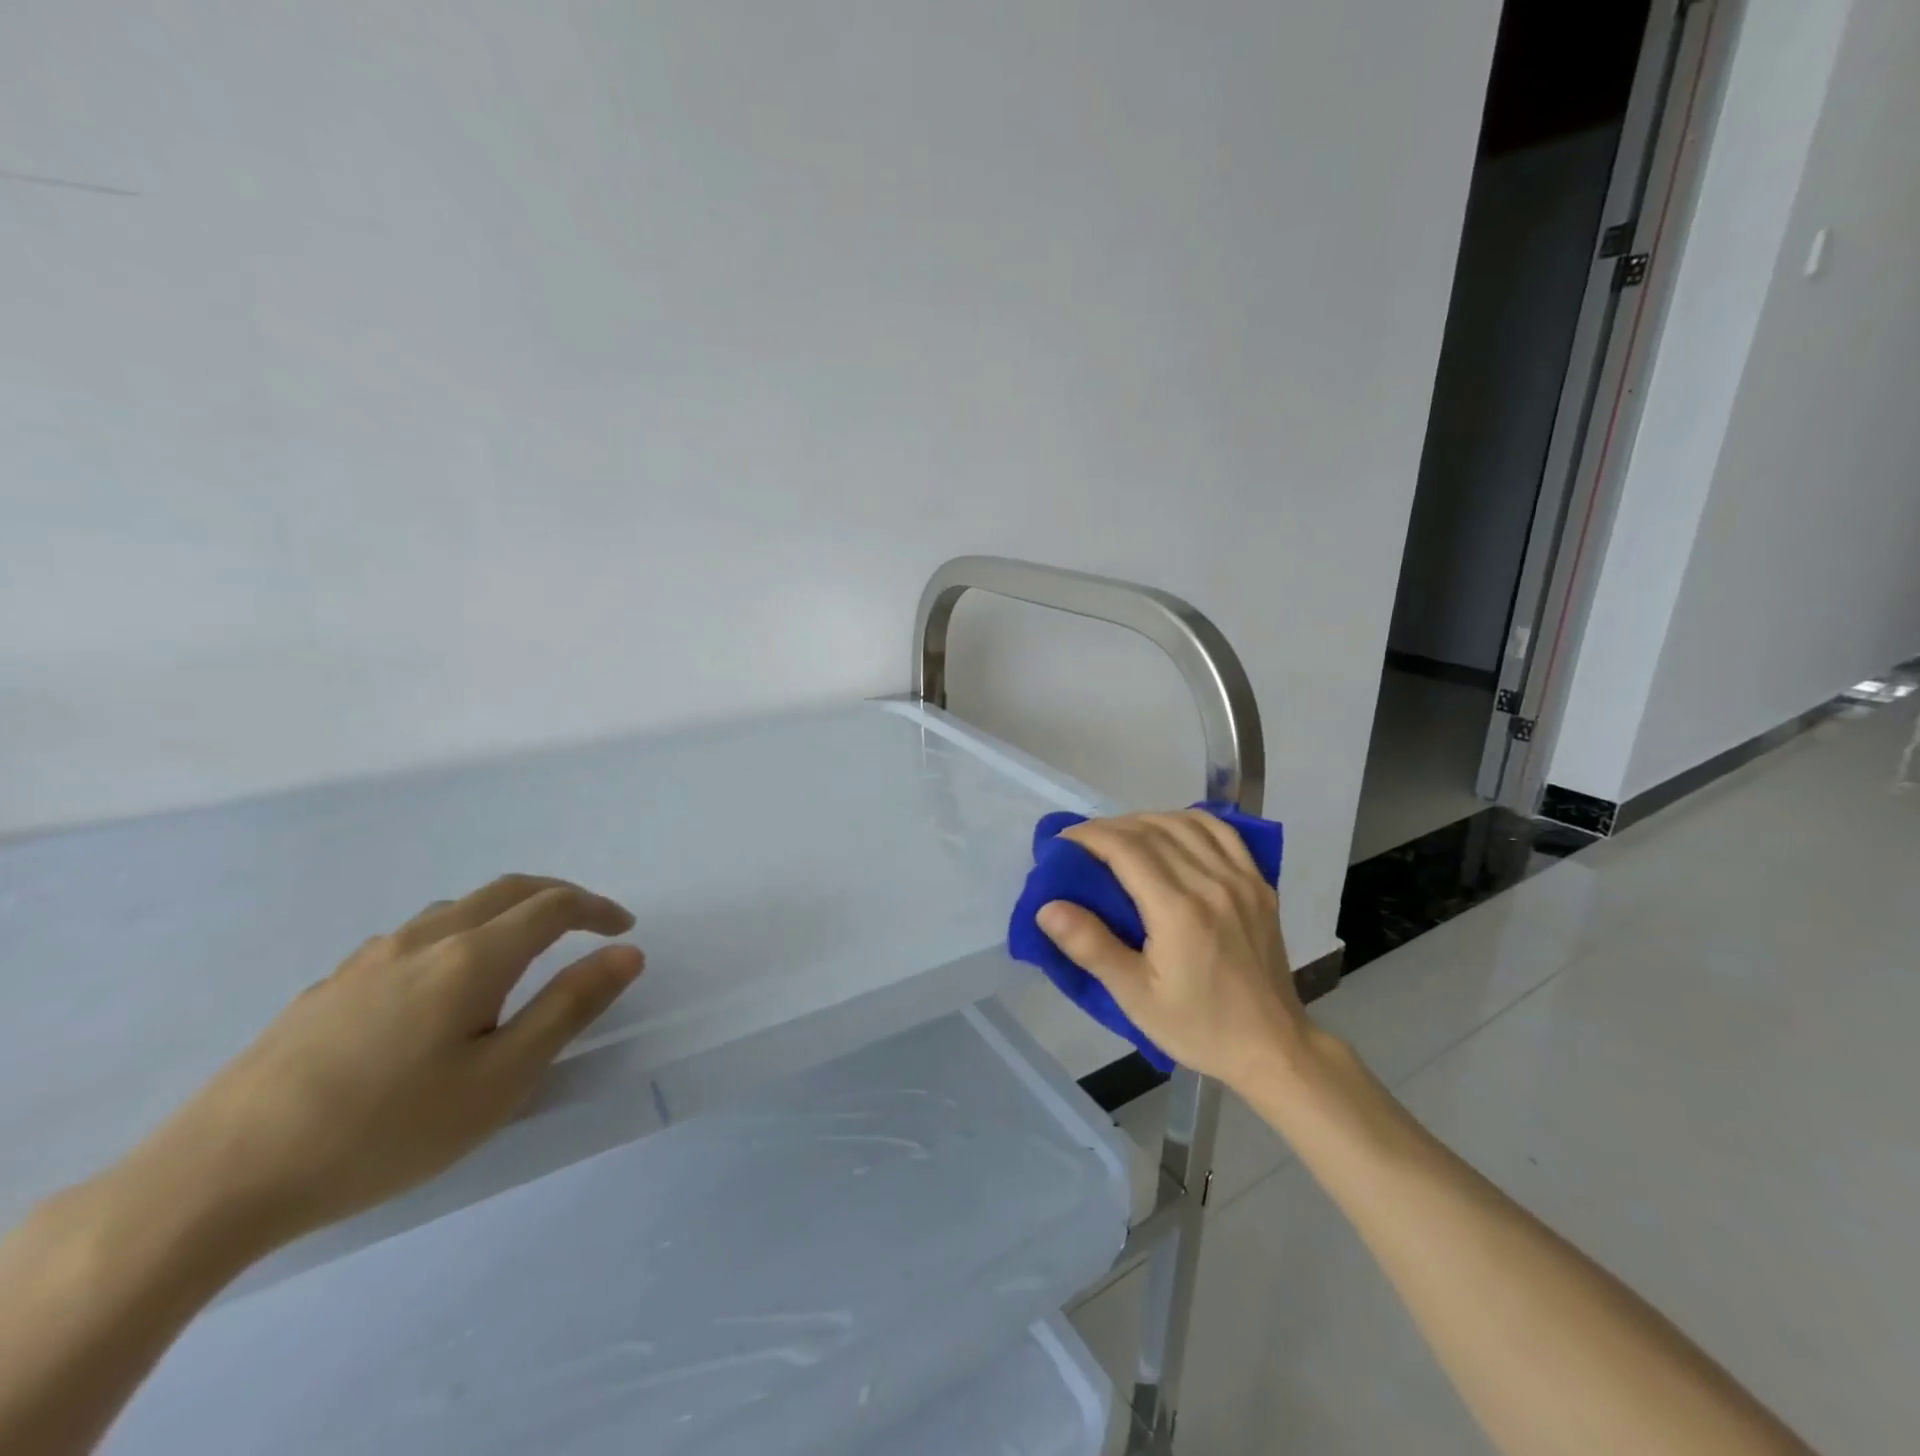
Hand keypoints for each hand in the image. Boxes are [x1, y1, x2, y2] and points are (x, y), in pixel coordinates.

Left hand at [125, 874, 643, 1252]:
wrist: (217, 1178)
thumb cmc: (385, 1130)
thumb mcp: (501, 1079)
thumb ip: (569, 1007)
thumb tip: (627, 953)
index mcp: (473, 956)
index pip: (554, 906)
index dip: (597, 909)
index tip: (624, 928)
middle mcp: (425, 939)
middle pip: (507, 890)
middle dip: (559, 897)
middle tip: (589, 924)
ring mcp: (370, 959)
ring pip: (457, 908)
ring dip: (506, 912)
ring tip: (523, 950)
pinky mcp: (330, 986)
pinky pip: (414, 936)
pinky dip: (458, 934)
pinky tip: (440, 986)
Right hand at [1036, 810, 1307, 1089]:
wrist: (1272, 1048)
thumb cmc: (1197, 1027)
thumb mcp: (1134, 997)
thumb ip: (1091, 946)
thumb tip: (1047, 907)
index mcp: (1178, 910)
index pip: (1125, 848)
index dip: (1089, 836)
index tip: (1062, 842)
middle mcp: (1211, 883)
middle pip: (1151, 829)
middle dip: (1109, 827)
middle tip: (1082, 844)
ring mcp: (1240, 879)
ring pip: (1184, 824)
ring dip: (1145, 820)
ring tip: (1120, 838)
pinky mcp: (1259, 884)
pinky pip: (1221, 832)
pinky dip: (1189, 821)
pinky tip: (1171, 832)